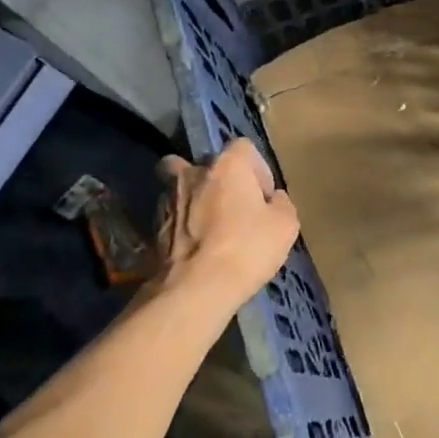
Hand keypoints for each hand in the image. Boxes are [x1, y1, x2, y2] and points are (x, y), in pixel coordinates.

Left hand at [154, 138, 298, 317]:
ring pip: (181, 188)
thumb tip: (273, 199)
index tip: (262, 198)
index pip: (244, 148)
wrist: (195, 289)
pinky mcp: (152, 227)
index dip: (257, 170)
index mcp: (227, 164)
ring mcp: (167, 198)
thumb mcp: (285, 226)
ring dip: (194, 201)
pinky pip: (171, 216)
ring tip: (208, 229)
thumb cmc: (246, 248)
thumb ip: (281, 203)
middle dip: (218, 180)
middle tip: (232, 209)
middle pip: (206, 164)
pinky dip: (181, 225)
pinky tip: (194, 248)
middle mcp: (193, 172)